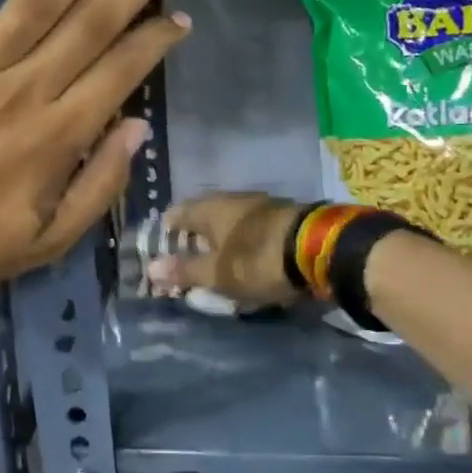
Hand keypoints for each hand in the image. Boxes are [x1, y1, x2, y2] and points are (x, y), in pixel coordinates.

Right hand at [146, 191, 305, 306]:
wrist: (320, 250)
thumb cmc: (257, 260)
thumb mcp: (217, 273)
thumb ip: (185, 270)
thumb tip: (151, 267)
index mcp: (211, 208)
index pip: (177, 213)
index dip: (166, 231)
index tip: (161, 250)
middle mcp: (235, 200)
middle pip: (206, 217)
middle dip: (195, 238)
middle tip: (188, 262)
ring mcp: (264, 207)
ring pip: (232, 223)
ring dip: (223, 242)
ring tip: (218, 266)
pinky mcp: (286, 219)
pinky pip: (255, 231)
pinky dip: (246, 245)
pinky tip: (248, 262)